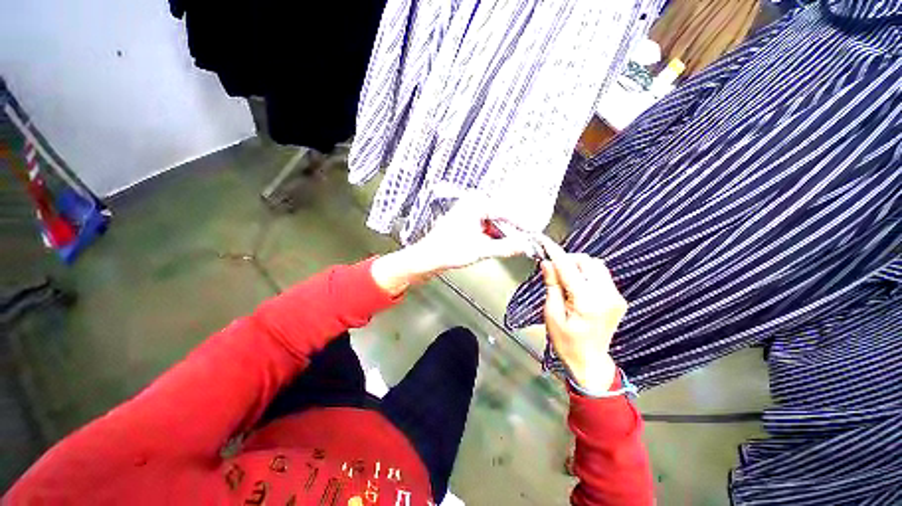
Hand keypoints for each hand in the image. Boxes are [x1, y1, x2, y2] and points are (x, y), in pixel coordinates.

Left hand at [371, 198, 530, 295]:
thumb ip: (506, 247)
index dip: (521, 224)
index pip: (506, 212)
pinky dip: (494, 236)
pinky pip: (486, 226)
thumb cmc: (445, 251)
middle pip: (501, 216)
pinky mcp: (466, 222)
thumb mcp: (481, 250)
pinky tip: (499, 245)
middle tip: (526, 241)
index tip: (532, 233)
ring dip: (503, 234)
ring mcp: (469, 213)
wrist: (427, 258)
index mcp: (475, 204)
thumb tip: (524, 245)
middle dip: (513, 230)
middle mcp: (472, 204)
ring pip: (494, 222)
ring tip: (515, 245)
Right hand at [540, 238, 626, 392]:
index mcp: (587, 302)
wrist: (590, 361)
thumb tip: (547, 264)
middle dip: (569, 259)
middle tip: (554, 268)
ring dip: (579, 265)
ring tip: (565, 277)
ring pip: (597, 266)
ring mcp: (616, 297)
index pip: (569, 268)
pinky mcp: (619, 299)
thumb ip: (552, 286)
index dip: (556, 253)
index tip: (545, 243)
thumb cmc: (566, 341)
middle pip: (588, 262)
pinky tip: (577, 285)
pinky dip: (587, 274)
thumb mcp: (552, 314)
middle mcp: (606, 296)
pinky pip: (602, 276)